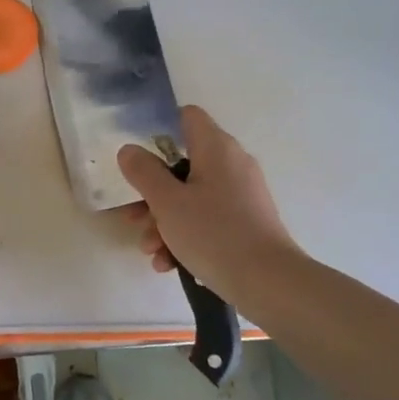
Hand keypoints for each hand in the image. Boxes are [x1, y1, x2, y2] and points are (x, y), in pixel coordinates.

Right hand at [116, 105, 299, 304]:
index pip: (187, 117)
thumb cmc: (213, 233)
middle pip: (182, 165)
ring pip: (191, 198)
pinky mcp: (246, 223)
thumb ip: (144, 172)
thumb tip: (129, 149)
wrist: (268, 282)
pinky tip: (169, 264)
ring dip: (164, 222)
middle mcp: (232, 165)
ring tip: (151, 251)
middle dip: (153, 194)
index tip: (138, 156)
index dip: (160, 129)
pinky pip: (207, 220)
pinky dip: (185, 237)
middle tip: (133, 217)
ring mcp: (242, 195)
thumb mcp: (167, 202)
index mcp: (216, 148)